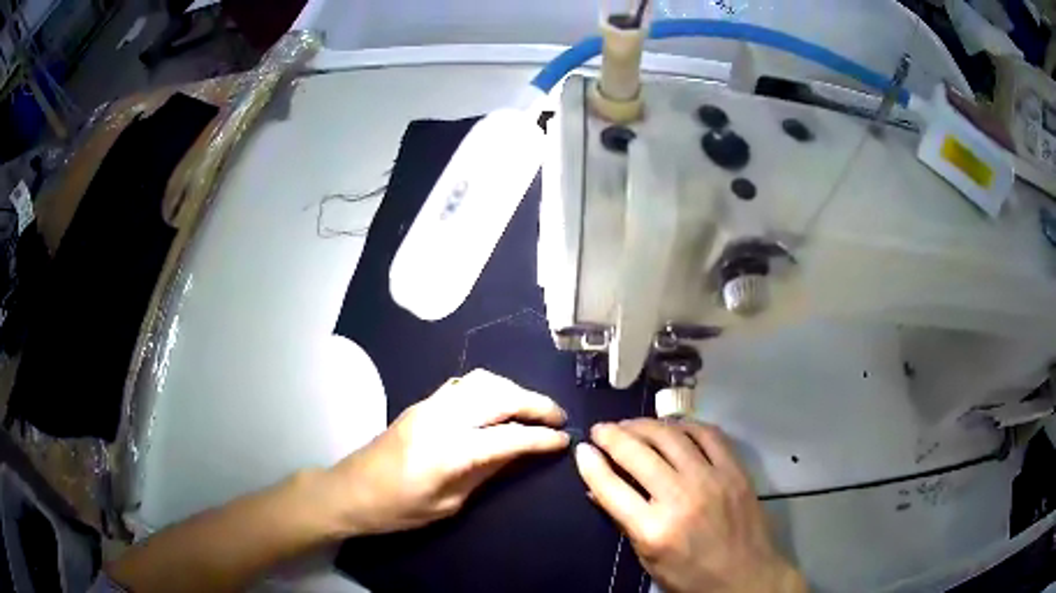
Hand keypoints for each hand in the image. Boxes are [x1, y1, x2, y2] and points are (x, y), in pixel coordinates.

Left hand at [324, 369, 569, 535]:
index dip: (541, 437)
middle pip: (499, 397)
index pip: (508, 436)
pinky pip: (464, 384)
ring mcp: (429, 405)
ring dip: (514, 390)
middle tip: (558, 418)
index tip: (565, 440)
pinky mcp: (422, 403)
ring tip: (534, 409)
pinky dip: (491, 387)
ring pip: (482, 381)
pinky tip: (500, 402)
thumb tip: (519, 453)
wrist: (349, 491)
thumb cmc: (397, 510)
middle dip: (535, 404)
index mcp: (448, 451)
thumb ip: (485, 473)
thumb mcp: (447, 504)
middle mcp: (441, 418)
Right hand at [574, 419, 805, 592]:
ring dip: (644, 425)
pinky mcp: (734, 471)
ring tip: (630, 424)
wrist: (746, 578)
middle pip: (638, 454)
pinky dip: (686, 425)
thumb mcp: (649, 560)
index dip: (590, 464)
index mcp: (653, 529)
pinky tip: (672, 426)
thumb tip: (598, 490)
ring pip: (670, 436)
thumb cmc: (692, 577)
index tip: (581, 449)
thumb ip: (624, 523)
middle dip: (612, 436)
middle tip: (601, 430)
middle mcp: (680, 498)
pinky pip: (708, 434)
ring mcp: (711, 480)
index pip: (611, 487)